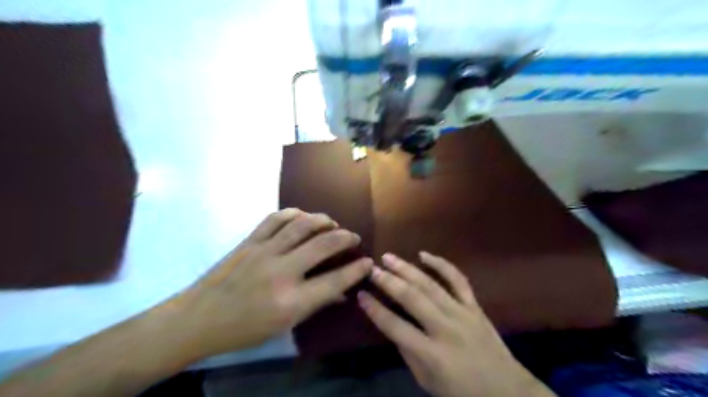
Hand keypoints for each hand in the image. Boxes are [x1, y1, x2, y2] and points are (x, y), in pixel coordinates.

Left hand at [162, 209, 372, 358]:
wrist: (198, 318)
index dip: (357, 270)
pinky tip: (303, 216)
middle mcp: (282, 272)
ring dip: (323, 220)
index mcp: (291, 301)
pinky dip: (294, 213)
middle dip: (346, 237)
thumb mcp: (284, 326)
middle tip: (354, 237)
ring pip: (302, 225)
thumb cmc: (244, 329)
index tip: (368, 261)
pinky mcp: (250, 241)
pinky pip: (276, 218)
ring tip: (332, 224)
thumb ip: (315, 304)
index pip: (335, 280)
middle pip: (323, 244)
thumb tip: (342, 292)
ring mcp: (264, 252)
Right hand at [361, 253, 551, 396]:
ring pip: (430, 285)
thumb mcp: (427, 380)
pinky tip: (424, 255)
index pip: (395, 326)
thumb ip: (408, 352)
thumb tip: (392, 324)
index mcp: (431, 354)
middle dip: (388, 282)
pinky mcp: (475, 306)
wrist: (507, 391)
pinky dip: (441, 264)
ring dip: (407, 269)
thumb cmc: (461, 391)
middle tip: (372, 269)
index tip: (361, 294)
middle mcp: (445, 329)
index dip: (374, 310)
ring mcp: (462, 313)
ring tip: (388, 257)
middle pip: (412, 299)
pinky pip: (458, 279)